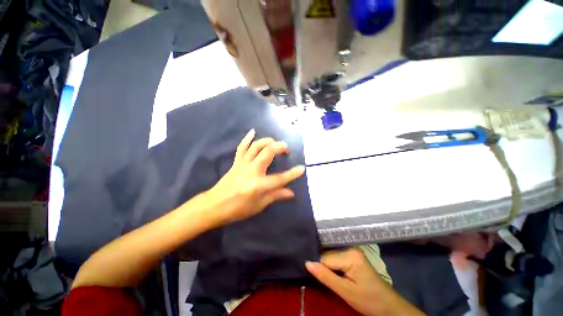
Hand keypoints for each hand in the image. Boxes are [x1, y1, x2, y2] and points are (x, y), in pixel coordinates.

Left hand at [206, 129, 304, 224]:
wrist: (214, 205)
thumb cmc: (238, 209)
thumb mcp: (259, 206)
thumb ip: (276, 196)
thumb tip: (291, 193)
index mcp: (258, 185)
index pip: (280, 178)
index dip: (292, 174)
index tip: (302, 168)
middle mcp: (252, 171)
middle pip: (267, 154)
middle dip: (279, 147)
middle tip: (286, 148)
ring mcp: (243, 165)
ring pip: (256, 147)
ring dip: (267, 141)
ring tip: (274, 141)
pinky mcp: (236, 162)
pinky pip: (241, 147)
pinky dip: (247, 138)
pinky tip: (253, 131)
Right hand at [306, 249, 425, 315]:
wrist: (389, 307)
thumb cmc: (369, 300)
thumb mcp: (346, 292)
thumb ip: (325, 276)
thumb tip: (306, 263)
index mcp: (349, 254)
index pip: (325, 258)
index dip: (319, 269)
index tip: (315, 279)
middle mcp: (350, 248)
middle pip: (328, 255)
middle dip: (323, 268)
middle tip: (323, 281)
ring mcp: (352, 251)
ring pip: (331, 257)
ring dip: (327, 268)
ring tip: (326, 278)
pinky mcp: (353, 257)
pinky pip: (336, 259)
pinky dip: (333, 267)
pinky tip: (333, 275)